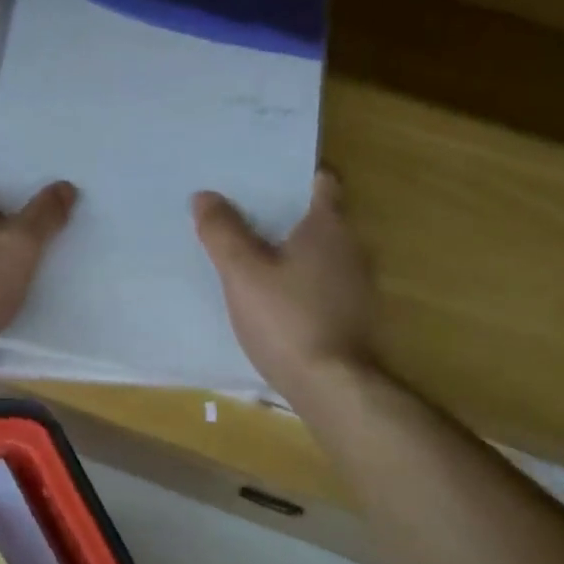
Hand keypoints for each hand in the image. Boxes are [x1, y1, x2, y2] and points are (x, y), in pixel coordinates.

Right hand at [193, 172, 380, 400]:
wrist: (331, 386)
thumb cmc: (286, 319)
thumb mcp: (243, 274)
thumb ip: (223, 232)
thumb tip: (205, 195)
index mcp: (329, 227)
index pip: (321, 182)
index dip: (294, 177)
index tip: (262, 181)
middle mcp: (352, 248)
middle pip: (320, 218)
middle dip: (285, 216)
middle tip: (242, 217)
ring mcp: (359, 284)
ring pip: (322, 254)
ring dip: (293, 252)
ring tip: (253, 258)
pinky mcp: (354, 316)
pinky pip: (324, 284)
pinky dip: (302, 283)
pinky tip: (274, 299)